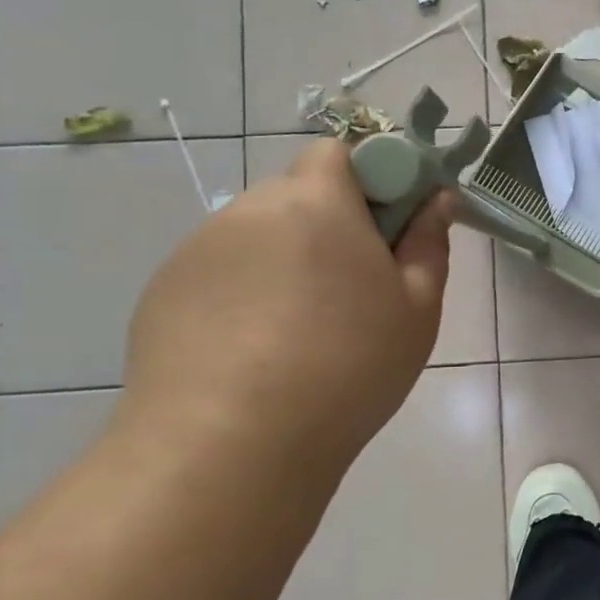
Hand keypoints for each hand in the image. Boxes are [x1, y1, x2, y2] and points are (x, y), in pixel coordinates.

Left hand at [114, 138, 452, 472]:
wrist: (229, 447)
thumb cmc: (347, 367)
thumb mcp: (417, 308)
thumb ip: (430, 243)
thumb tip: (437, 199)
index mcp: (316, 201)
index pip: (341, 152)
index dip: (372, 180)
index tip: (391, 232)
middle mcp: (250, 209)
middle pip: (299, 193)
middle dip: (331, 223)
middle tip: (355, 288)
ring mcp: (198, 250)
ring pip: (259, 234)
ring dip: (286, 259)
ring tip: (300, 331)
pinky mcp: (162, 291)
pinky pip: (220, 272)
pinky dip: (244, 292)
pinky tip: (255, 351)